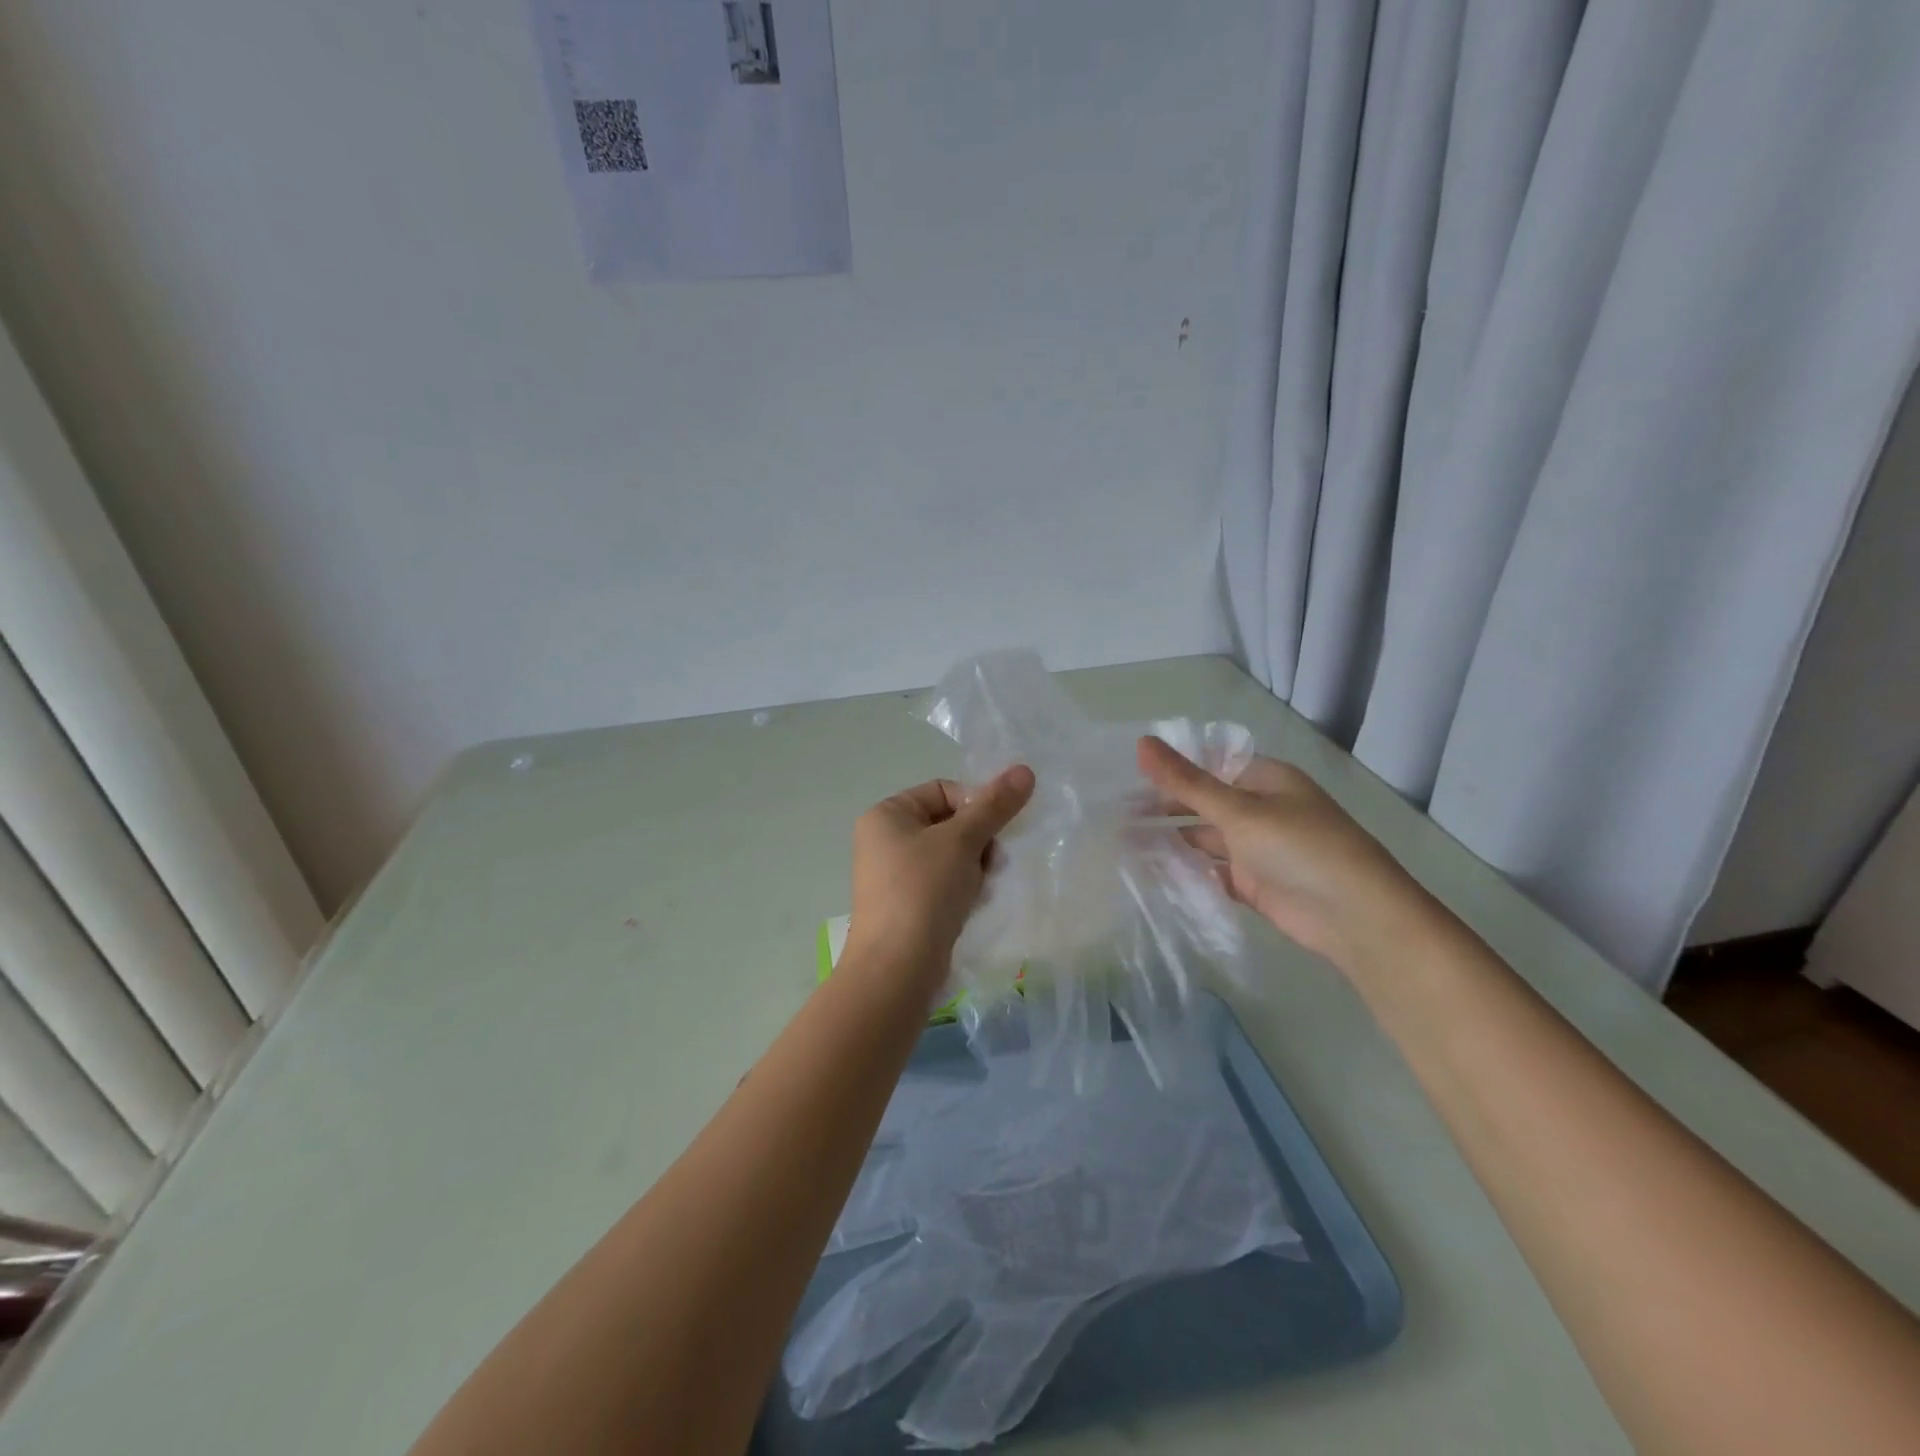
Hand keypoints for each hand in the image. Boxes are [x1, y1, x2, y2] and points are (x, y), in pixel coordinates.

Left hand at [845, 766, 1036, 985]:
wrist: (897, 969)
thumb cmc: (923, 891)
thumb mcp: (962, 841)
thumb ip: (994, 805)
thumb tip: (1025, 769)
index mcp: (886, 815)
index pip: (943, 790)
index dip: (975, 805)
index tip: (994, 832)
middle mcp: (884, 840)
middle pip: (949, 823)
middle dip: (978, 841)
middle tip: (992, 863)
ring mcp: (893, 876)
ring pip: (950, 855)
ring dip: (974, 867)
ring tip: (981, 888)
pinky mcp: (906, 906)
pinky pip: (943, 884)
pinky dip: (963, 889)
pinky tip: (971, 906)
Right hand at [1137, 736, 1419, 969]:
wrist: (1354, 918)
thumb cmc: (1299, 848)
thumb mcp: (1239, 810)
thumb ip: (1187, 782)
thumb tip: (1141, 742)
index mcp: (1265, 780)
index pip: (1210, 765)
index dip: (1172, 769)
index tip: (1126, 775)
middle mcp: (1260, 810)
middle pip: (1204, 802)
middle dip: (1165, 807)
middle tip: (1115, 811)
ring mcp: (1257, 849)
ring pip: (1205, 839)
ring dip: (1171, 840)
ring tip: (1122, 840)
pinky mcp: (1253, 884)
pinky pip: (1211, 871)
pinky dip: (1186, 871)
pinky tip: (1151, 871)